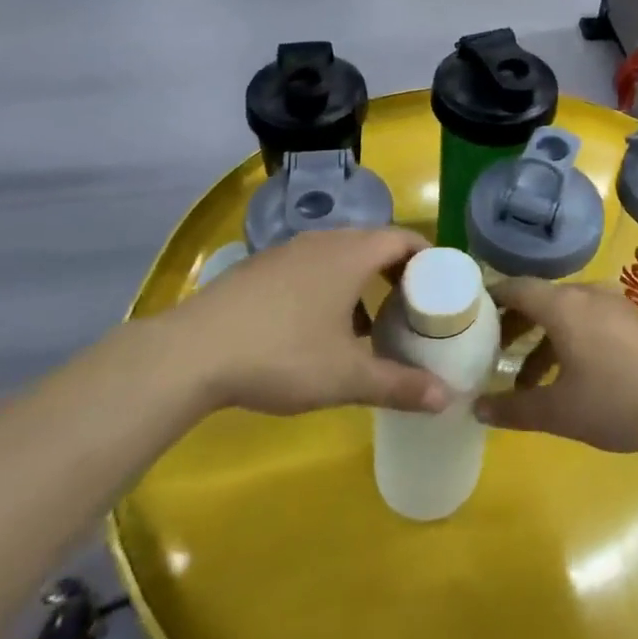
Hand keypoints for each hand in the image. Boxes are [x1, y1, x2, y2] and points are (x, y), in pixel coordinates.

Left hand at [162, 228, 449, 416]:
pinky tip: (318, 328)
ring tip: (369, 322)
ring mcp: (288, 251)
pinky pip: (311, 266)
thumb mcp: (346, 377)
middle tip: (413, 308)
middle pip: (374, 244)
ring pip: (340, 255)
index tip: (443, 285)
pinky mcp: (260, 267)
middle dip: (398, 273)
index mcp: (352, 254)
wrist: (190, 353)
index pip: (404, 238)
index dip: (429, 257)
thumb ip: (399, 385)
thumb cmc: (281, 355)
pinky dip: (330, 286)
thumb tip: (447, 400)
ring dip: (362, 281)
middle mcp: (324, 242)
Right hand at [475, 278, 637, 452]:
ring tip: (526, 382)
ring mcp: (613, 304)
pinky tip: (568, 378)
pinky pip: (587, 321)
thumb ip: (515, 408)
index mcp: (563, 305)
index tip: (466, 316)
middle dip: (513, 325)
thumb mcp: (560, 411)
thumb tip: (476, 408)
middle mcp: (586, 294)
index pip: (516, 288)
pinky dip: (567, 341)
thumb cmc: (619, 399)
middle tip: (489, 353)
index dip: (489, 299)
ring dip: (541, 341)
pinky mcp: (633, 321)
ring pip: (565, 314)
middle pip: (539, 299)